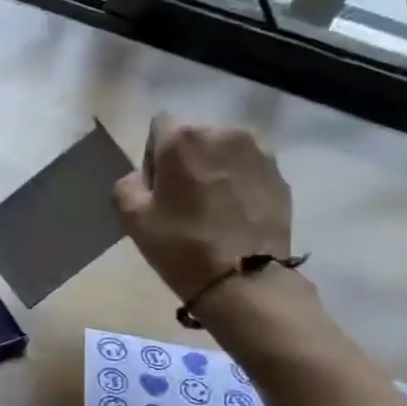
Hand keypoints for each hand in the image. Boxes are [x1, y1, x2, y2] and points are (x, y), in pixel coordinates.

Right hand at [112, 114, 293, 304]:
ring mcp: (258, 152)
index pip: (159, 125)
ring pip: (224, 152)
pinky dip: (239, 185)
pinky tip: (235, 216)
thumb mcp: (132, 220)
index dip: (153, 155)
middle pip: (195, 138)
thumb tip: (140, 177)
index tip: (157, 187)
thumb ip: (126, 186)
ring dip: (215, 170)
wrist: (244, 280)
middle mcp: (224, 133)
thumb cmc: (182, 246)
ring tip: (213, 209)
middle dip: (187, 161)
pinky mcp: (280, 175)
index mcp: (184, 139)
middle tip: (183, 201)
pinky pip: (249, 170)